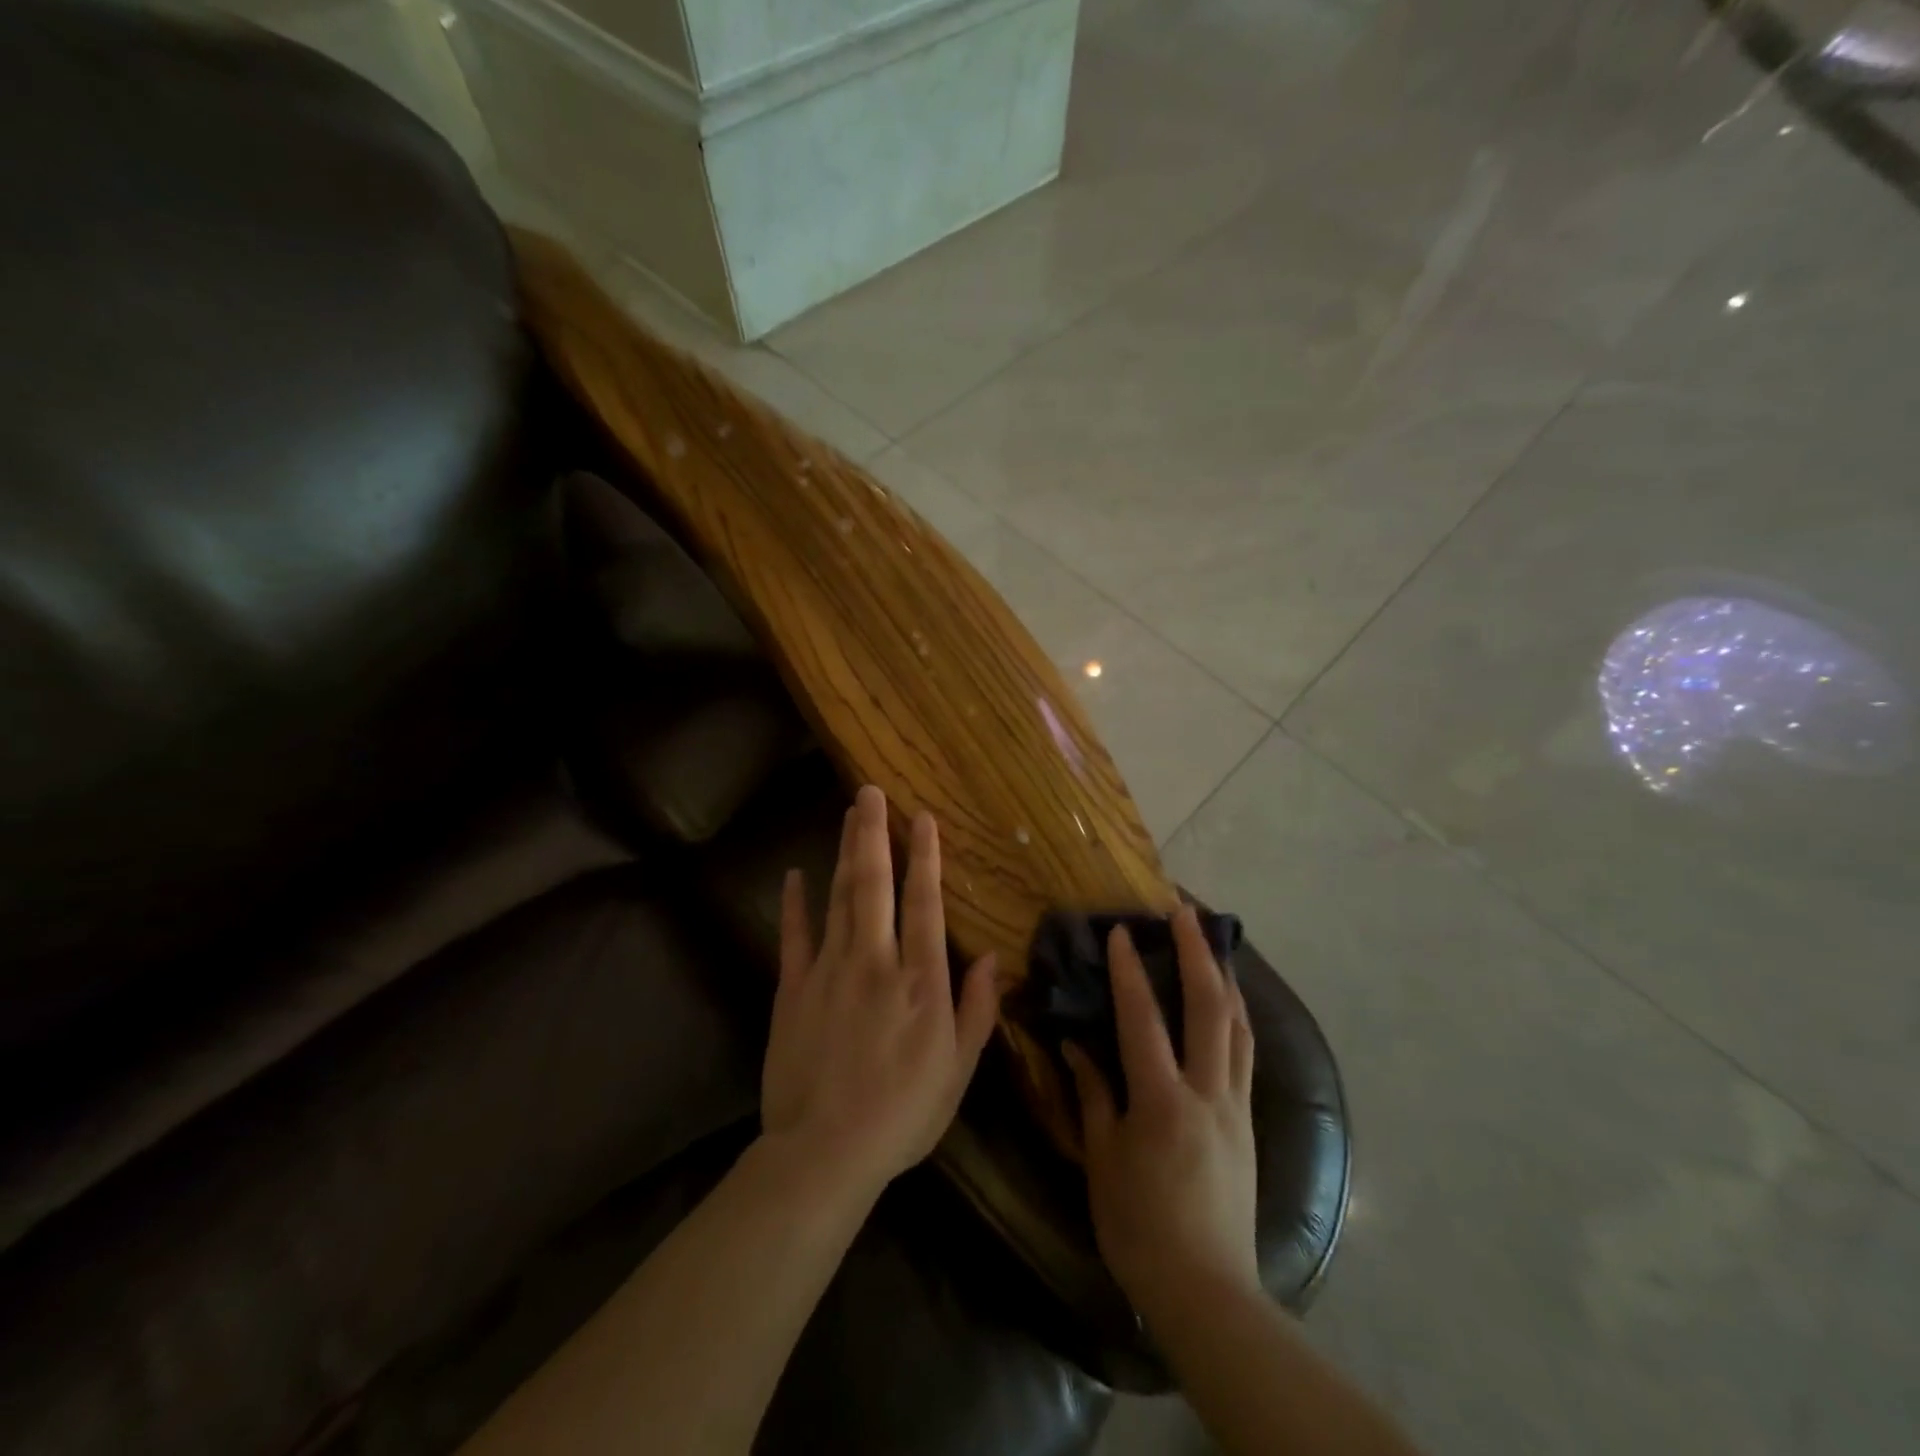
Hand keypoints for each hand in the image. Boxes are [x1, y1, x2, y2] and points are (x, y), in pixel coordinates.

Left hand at [761, 784, 1001, 1198]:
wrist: (824, 1153)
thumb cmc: (902, 1115)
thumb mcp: (957, 1071)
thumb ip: (977, 1011)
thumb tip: (994, 959)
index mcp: (921, 981)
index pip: (925, 904)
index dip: (926, 857)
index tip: (923, 818)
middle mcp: (876, 961)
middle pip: (874, 884)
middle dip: (874, 833)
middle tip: (869, 791)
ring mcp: (830, 970)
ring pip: (840, 897)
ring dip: (846, 853)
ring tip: (848, 815)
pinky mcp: (793, 988)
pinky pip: (795, 935)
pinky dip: (795, 903)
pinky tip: (795, 874)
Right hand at [1064, 906, 1259, 1322]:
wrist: (1208, 1291)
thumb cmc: (1140, 1228)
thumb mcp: (1103, 1160)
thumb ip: (1093, 1095)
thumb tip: (1076, 1045)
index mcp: (1163, 1102)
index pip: (1143, 1020)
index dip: (1130, 971)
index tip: (1121, 931)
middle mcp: (1208, 1094)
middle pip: (1210, 1009)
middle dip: (1198, 954)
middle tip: (1187, 912)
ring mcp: (1235, 1107)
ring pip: (1239, 1027)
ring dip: (1226, 977)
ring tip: (1216, 942)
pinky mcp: (1248, 1123)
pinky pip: (1247, 1055)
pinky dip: (1238, 1017)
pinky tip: (1232, 1004)